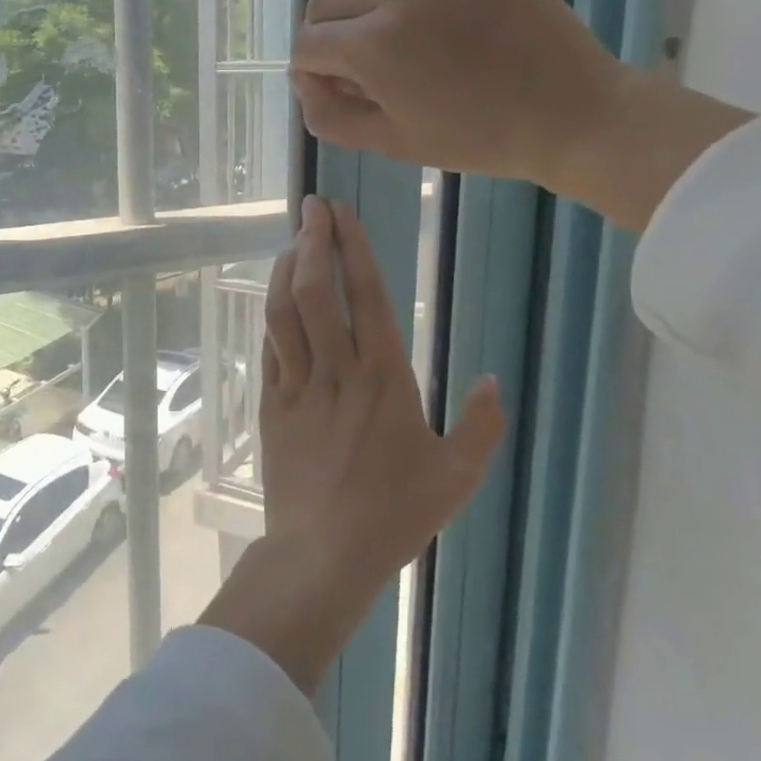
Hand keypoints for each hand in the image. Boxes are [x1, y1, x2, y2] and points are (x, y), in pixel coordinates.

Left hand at [200, 197, 503, 693]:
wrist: (323, 553)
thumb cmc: (394, 514)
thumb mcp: (457, 477)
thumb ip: (482, 426)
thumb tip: (492, 380)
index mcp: (383, 378)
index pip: (365, 296)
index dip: (352, 249)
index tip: (341, 213)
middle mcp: (337, 371)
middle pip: (316, 292)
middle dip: (312, 242)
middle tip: (312, 207)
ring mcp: (298, 386)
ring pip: (284, 313)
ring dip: (284, 271)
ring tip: (291, 241)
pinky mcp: (271, 405)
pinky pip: (268, 349)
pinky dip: (270, 315)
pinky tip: (273, 297)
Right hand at [291, 0, 752, 230]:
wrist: (569, 114)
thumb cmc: (476, 139)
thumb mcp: (390, 143)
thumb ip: (330, 116)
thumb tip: (304, 81)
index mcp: (374, 48)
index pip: (306, 45)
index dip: (308, 71)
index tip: (330, 87)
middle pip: (324, 0)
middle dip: (325, 35)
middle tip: (353, 62)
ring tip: (382, 23)